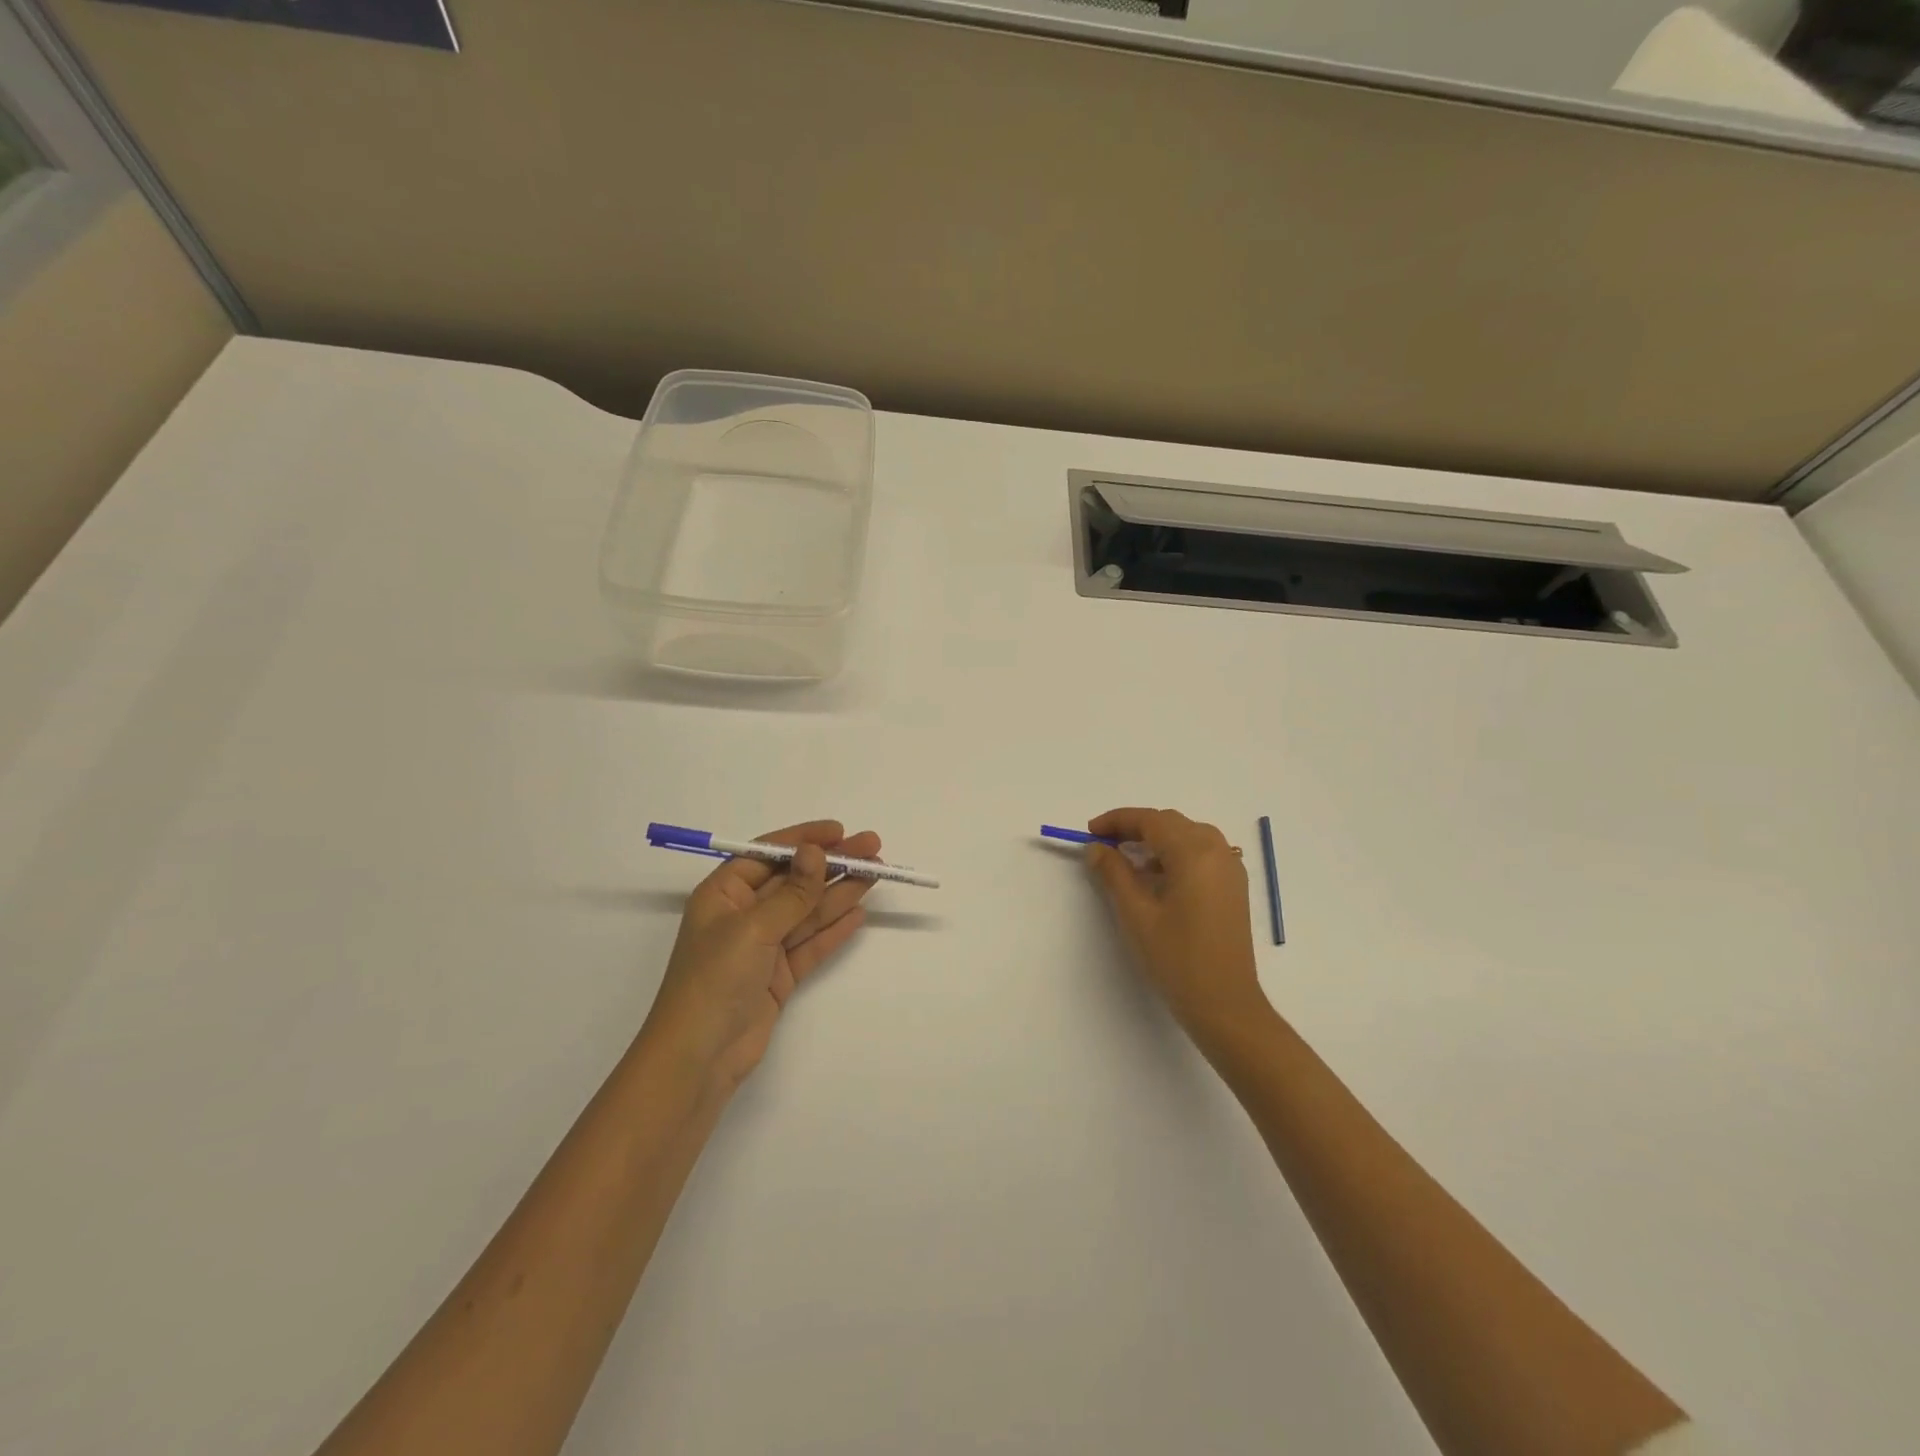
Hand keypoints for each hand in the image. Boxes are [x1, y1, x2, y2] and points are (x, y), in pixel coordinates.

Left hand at [641, 820, 879, 1098]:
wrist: (698, 1059)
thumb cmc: (714, 981)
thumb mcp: (753, 929)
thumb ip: (792, 892)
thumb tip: (816, 851)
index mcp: (724, 894)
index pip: (768, 854)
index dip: (804, 839)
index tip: (840, 831)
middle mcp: (743, 915)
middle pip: (793, 881)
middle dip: (832, 864)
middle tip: (873, 849)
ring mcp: (762, 947)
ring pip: (807, 911)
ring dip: (840, 892)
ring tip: (876, 874)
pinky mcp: (777, 976)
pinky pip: (810, 944)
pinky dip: (834, 929)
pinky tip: (858, 913)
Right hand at [1085, 808, 1271, 1046]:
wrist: (1225, 1004)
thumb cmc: (1177, 959)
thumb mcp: (1136, 915)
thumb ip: (1114, 874)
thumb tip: (1096, 847)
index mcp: (1194, 854)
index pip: (1151, 820)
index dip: (1118, 820)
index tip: (1090, 832)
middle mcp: (1217, 852)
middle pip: (1171, 823)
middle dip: (1136, 827)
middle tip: (1105, 845)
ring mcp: (1230, 869)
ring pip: (1188, 835)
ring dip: (1157, 839)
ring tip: (1128, 861)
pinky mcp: (1234, 887)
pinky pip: (1203, 853)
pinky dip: (1176, 853)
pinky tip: (1158, 878)